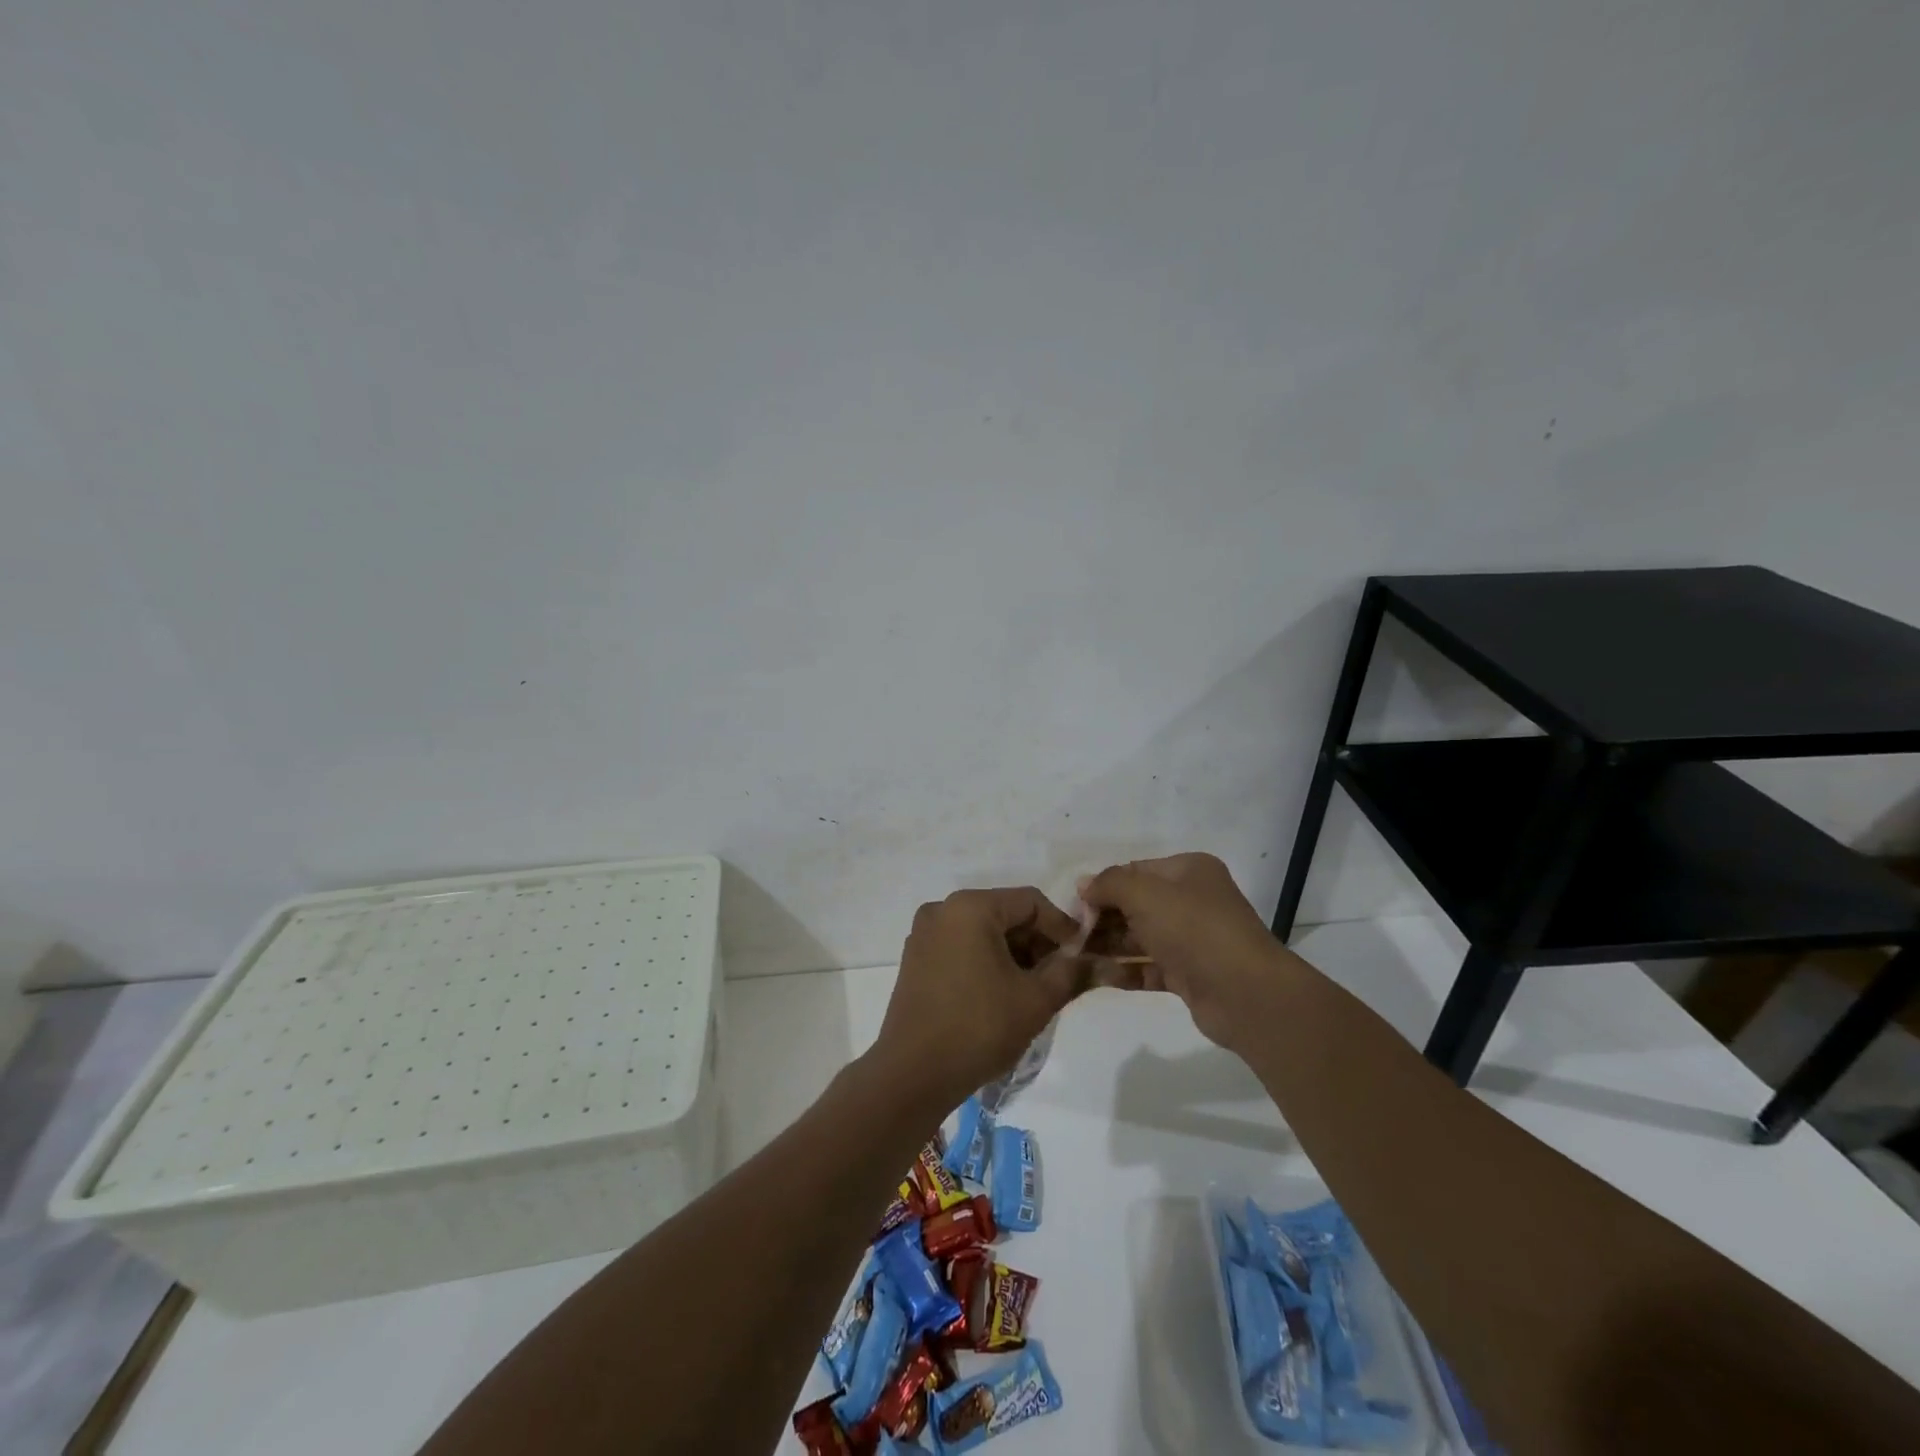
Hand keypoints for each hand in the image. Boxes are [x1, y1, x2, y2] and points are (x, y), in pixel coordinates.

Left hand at [869, 888, 1085, 1109]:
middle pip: (1005, 913)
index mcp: (970, 907)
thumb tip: (1099, 962)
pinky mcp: (915, 960)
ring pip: (983, 931)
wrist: (912, 1074)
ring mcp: (924, 935)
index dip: (1062, 927)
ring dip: (1013, 953)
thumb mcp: (1036, 999)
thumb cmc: (979, 1028)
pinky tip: (1001, 994)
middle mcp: (942, 910)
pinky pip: (961, 947)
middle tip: (1060, 976)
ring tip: (1034, 989)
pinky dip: (986, 961)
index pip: (1031, 901)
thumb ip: (1071, 972)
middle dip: (1037, 942)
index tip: (1081, 958)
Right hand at [1079, 853, 1304, 1054]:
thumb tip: (1083, 885)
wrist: (1244, 992)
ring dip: (1108, 946)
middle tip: (1070, 936)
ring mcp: (1192, 939)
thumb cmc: (1193, 929)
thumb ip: (1109, 884)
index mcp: (1188, 871)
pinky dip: (1125, 970)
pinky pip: (1149, 967)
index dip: (1102, 886)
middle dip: (1102, 918)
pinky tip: (1097, 976)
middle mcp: (1192, 900)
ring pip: (1140, 937)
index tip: (1073, 907)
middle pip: (1135, 905)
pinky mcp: (1190, 975)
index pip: (1134, 871)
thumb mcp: (1144, 893)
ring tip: (1074, 957)